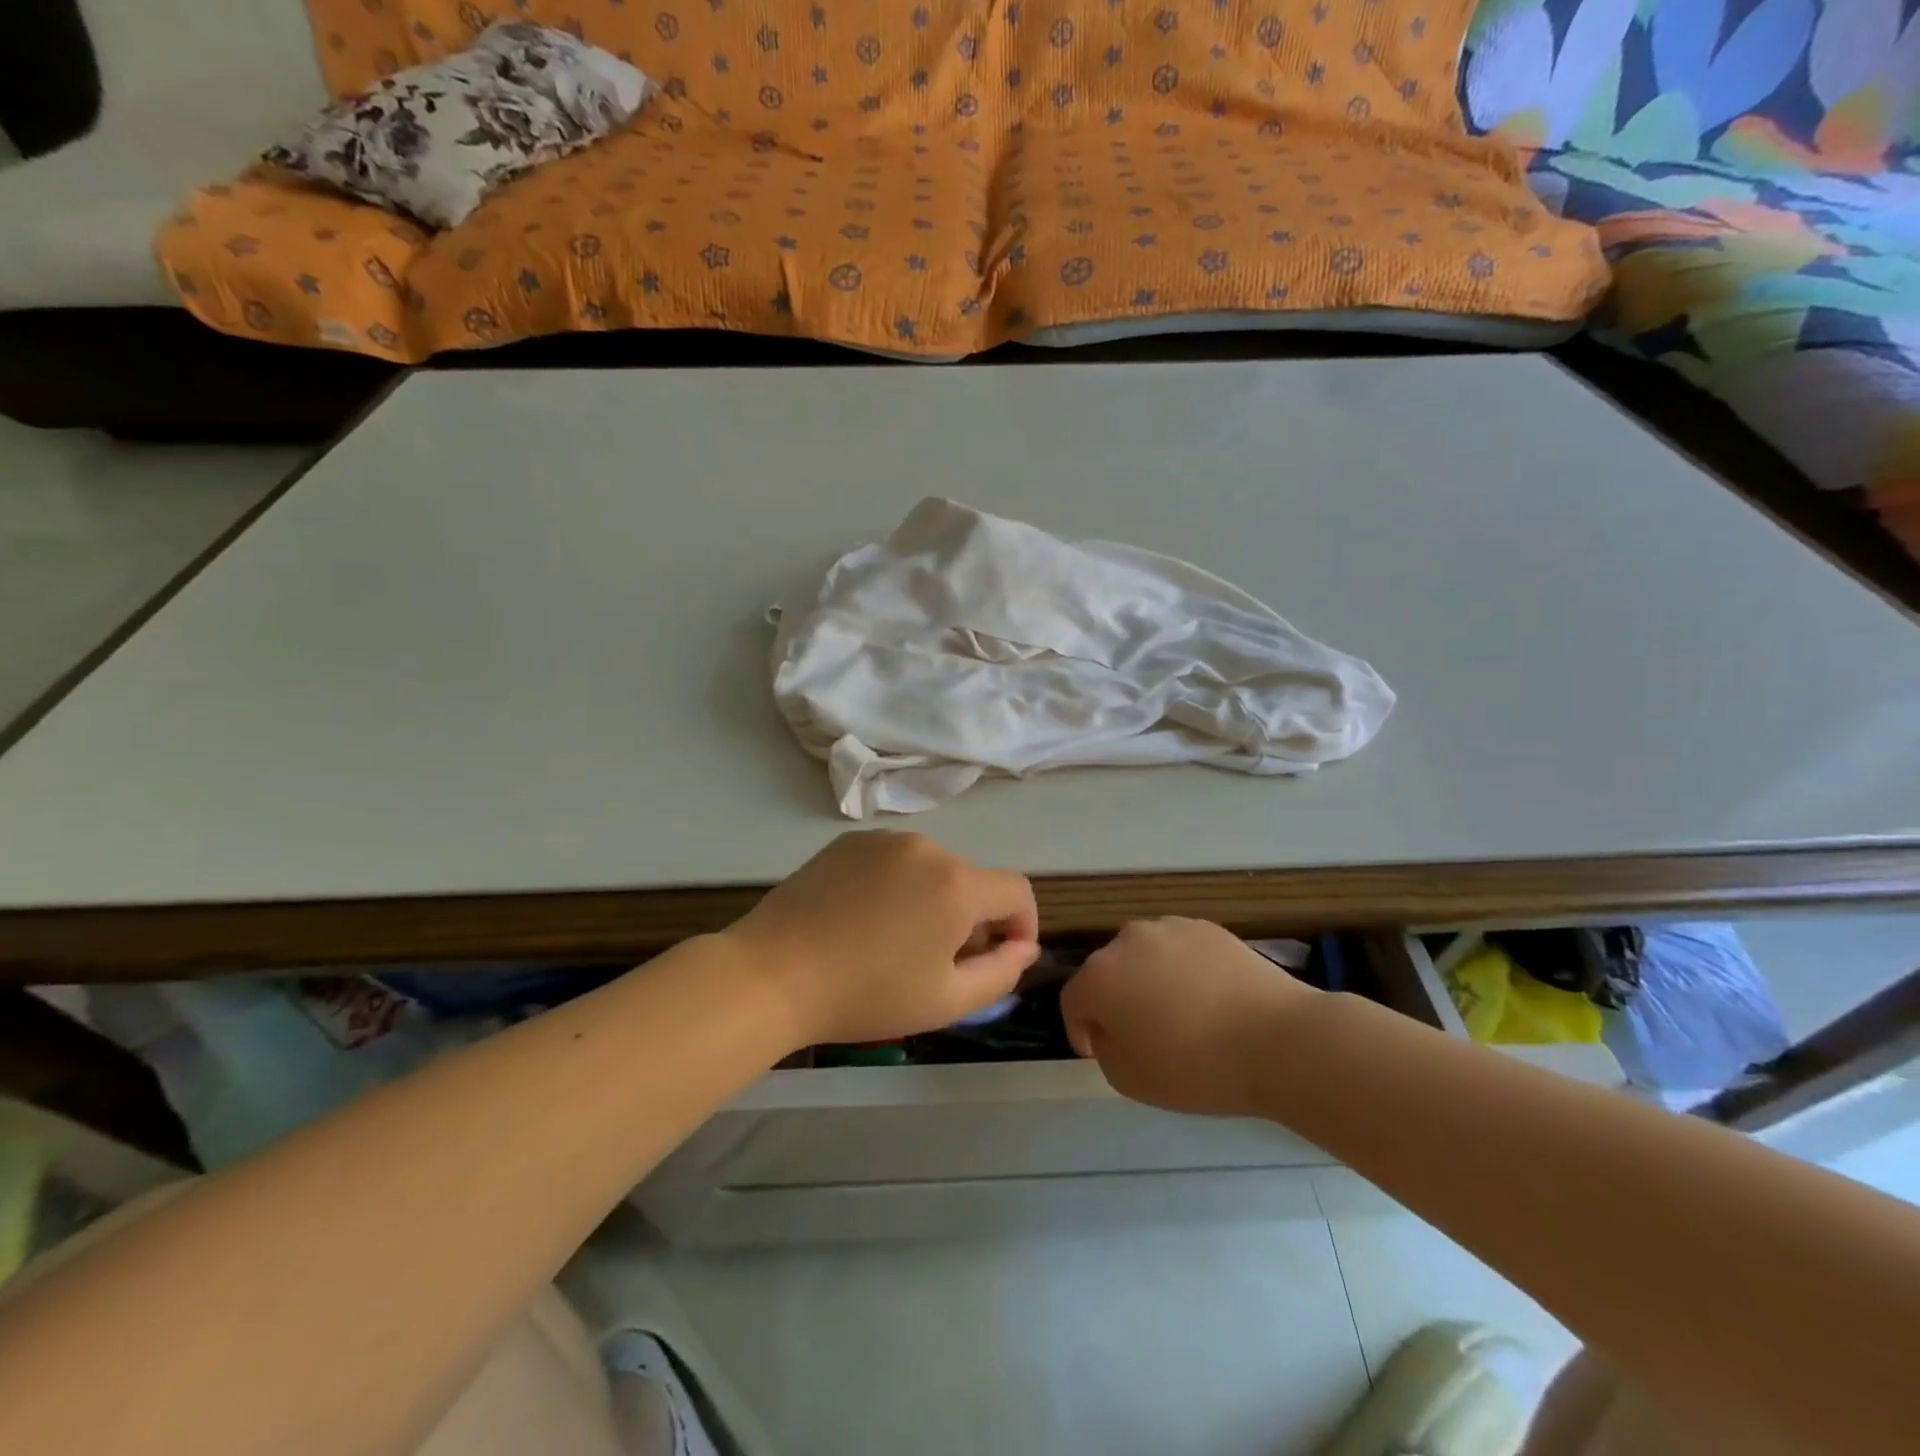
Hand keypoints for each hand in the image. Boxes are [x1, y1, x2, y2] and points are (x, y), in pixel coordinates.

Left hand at [726, 831, 1039, 1047]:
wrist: (772, 973)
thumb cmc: (866, 995)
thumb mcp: (946, 1001)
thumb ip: (1001, 973)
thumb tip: (1023, 947)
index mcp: (957, 883)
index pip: (1017, 891)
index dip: (1021, 925)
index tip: (1000, 958)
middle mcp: (927, 847)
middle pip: (972, 880)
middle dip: (972, 919)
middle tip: (941, 963)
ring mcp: (884, 839)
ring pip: (932, 869)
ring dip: (933, 900)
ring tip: (897, 942)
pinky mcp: (848, 841)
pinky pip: (894, 860)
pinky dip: (897, 885)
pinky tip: (865, 920)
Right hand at [1060, 918, 1316, 1116]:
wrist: (1279, 1040)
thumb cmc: (1196, 1067)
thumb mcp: (1129, 1079)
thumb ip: (1104, 1047)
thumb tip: (1110, 1026)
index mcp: (1100, 975)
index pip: (1073, 1001)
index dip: (1079, 1030)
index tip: (1096, 1052)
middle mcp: (1127, 940)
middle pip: (1108, 972)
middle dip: (1116, 1000)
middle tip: (1141, 1035)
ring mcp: (1170, 927)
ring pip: (1144, 957)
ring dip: (1149, 981)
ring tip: (1180, 1016)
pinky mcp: (1207, 927)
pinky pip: (1180, 951)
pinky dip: (1184, 971)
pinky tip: (1209, 1001)